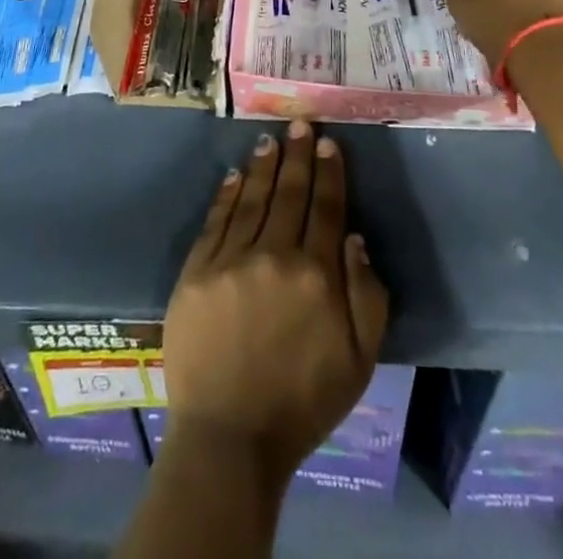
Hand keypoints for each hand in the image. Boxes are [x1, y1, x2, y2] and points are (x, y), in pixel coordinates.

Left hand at [161, 121, 388, 487]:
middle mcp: (274, 256)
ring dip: (264, 166)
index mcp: (316, 275)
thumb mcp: (359, 360)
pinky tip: (235, 174)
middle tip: (300, 124)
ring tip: (270, 139)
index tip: (328, 143)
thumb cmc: (303, 402)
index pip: (325, 208)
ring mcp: (231, 260)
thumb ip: (366, 295)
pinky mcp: (196, 272)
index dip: (329, 173)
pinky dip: (227, 194)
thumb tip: (354, 237)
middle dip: (297, 155)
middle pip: (289, 194)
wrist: (229, 439)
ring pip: (253, 199)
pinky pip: (216, 221)